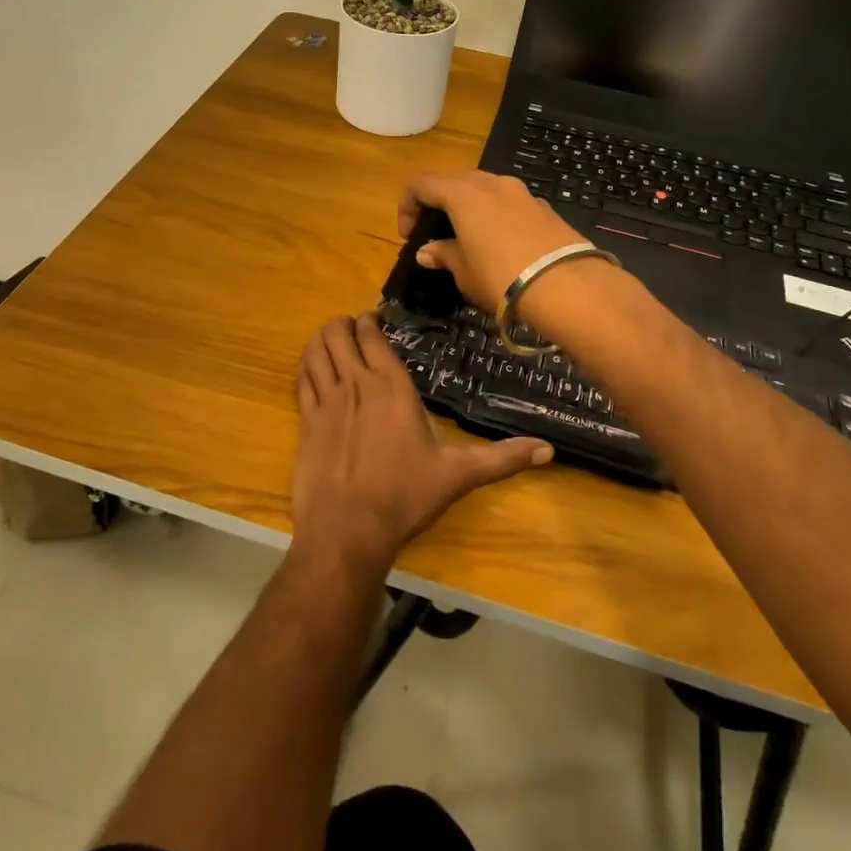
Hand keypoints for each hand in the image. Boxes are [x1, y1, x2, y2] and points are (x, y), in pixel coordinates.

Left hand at [291, 313, 551, 572]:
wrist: (348, 528)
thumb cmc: (405, 495)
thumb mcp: (459, 475)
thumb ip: (502, 459)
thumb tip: (548, 451)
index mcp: (391, 386)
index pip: (371, 335)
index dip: (369, 321)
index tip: (375, 321)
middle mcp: (355, 383)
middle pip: (338, 333)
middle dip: (343, 324)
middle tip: (352, 329)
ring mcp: (325, 400)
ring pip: (315, 350)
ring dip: (322, 338)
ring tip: (330, 339)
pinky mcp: (305, 421)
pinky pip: (301, 378)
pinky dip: (305, 364)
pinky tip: (311, 367)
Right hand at [397, 170, 587, 314]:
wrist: (568, 286)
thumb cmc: (502, 278)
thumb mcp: (464, 272)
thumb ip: (444, 255)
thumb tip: (427, 251)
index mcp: (462, 193)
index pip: (421, 184)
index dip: (407, 206)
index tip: (409, 236)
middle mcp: (491, 183)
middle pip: (454, 182)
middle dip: (440, 205)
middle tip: (437, 236)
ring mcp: (521, 192)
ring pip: (484, 191)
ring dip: (470, 209)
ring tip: (471, 241)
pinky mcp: (544, 207)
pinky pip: (509, 204)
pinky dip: (497, 217)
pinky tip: (504, 247)